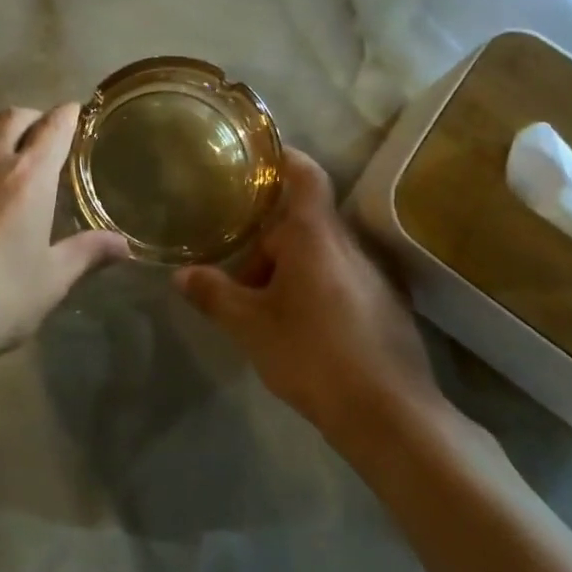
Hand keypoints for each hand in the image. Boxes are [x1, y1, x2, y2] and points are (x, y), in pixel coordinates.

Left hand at [0, 105, 128, 368]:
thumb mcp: (50, 281)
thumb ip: (86, 254)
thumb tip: (123, 244)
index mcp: (28, 176)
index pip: (54, 127)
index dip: (68, 116)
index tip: (77, 113)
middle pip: (13, 116)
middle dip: (34, 118)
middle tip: (45, 136)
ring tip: (8, 152)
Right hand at [174, 150, 449, 440]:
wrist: (390, 414)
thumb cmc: (312, 354)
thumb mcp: (250, 326)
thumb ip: (214, 295)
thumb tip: (181, 275)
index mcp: (315, 236)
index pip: (304, 174)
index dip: (282, 158)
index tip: (256, 157)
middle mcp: (349, 245)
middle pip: (303, 223)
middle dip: (268, 243)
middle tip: (237, 273)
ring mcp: (373, 275)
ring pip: (321, 254)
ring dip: (289, 269)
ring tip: (262, 307)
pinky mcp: (387, 305)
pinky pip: (341, 278)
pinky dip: (314, 287)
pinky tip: (299, 328)